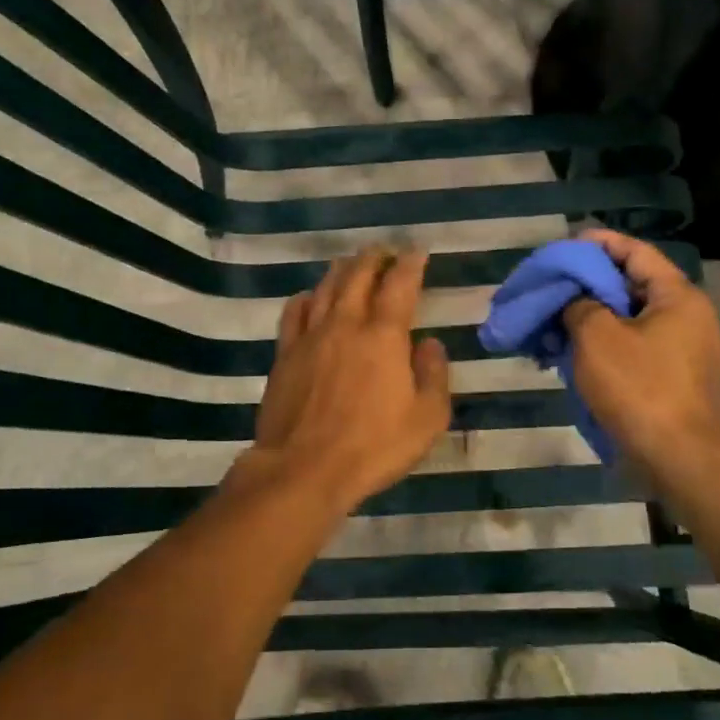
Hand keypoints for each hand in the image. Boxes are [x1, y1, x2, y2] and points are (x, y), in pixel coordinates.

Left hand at [239, 247, 451, 513]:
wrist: (304, 468)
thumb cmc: (373, 446)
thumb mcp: (427, 418)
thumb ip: (434, 375)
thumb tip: (430, 343)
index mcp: (384, 335)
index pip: (400, 284)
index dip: (410, 263)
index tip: (417, 251)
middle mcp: (346, 323)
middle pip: (358, 275)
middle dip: (374, 257)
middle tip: (384, 250)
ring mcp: (311, 336)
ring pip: (326, 287)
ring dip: (342, 270)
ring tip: (351, 263)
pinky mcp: (285, 353)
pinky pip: (294, 312)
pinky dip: (306, 297)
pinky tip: (310, 297)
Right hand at [561, 229, 719, 485]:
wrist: (681, 460)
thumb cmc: (639, 387)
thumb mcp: (597, 336)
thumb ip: (580, 304)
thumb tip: (576, 302)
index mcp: (678, 297)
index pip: (636, 252)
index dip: (599, 243)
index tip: (567, 245)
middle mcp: (689, 318)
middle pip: (634, 286)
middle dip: (592, 284)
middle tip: (556, 285)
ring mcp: (687, 353)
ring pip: (633, 321)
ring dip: (595, 318)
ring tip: (558, 321)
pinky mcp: (678, 382)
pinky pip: (638, 349)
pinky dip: (608, 345)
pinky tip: (578, 355)